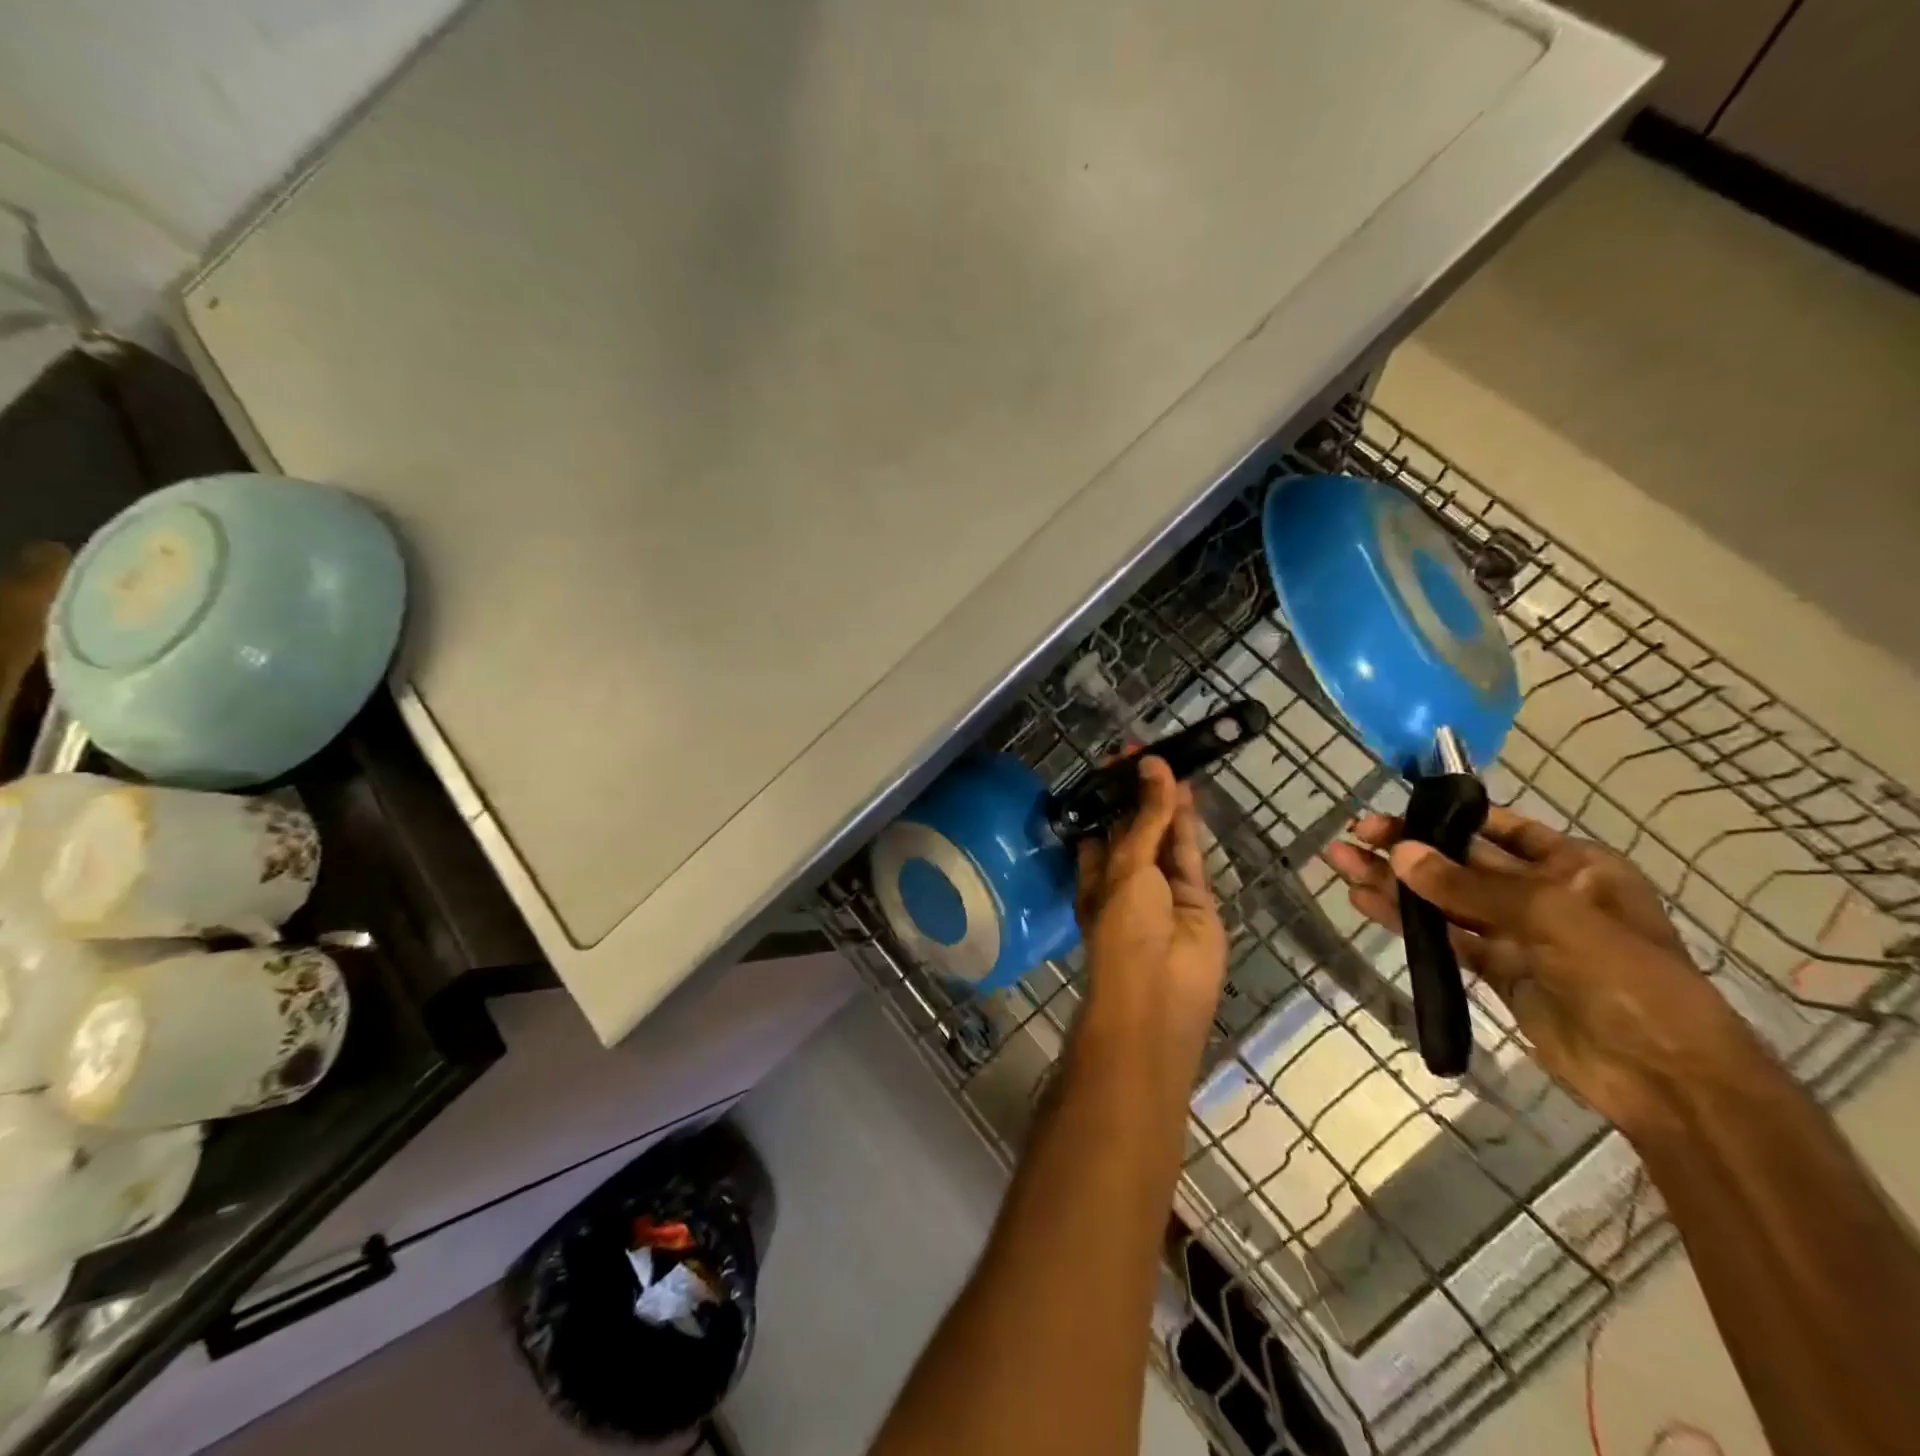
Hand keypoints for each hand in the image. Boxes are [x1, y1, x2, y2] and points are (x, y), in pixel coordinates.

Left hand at [1074, 756, 1227, 1060]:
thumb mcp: (1127, 866)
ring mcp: (1163, 889)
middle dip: (1138, 794)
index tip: (1115, 762)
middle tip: (1144, 750)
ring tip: (1167, 758)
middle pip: (1135, 828)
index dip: (1108, 796)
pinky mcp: (1196, 896)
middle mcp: (1126, 879)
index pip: (1100, 827)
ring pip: (1164, 837)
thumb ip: (1147, 817)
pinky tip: (1184, 788)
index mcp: (1094, 875)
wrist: (1161, 991)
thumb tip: (1152, 765)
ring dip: (1164, 801)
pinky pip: (1189, 853)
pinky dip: (1187, 822)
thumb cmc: (1124, 926)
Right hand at [1324, 807, 1763, 1138]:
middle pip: (1461, 861)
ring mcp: (1516, 934)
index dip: (1443, 817)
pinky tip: (1365, 902)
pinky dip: (1405, 920)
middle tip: (1353, 835)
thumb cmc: (1629, 980)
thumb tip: (1400, 854)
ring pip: (1443, 898)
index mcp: (1575, 865)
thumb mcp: (1553, 918)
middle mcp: (1543, 892)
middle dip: (1407, 847)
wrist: (1667, 1080)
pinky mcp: (1495, 971)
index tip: (1392, 813)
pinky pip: (1442, 936)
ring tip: (1341, 863)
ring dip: (1394, 881)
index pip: (1498, 827)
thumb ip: (1470, 887)